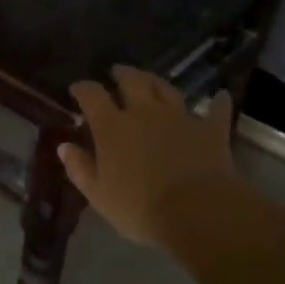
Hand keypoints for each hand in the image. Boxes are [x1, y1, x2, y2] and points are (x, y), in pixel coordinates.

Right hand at [58, 67, 238, 246]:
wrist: (198, 211)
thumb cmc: (141, 207)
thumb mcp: (99, 195)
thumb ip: (80, 168)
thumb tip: (64, 147)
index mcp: (112, 127)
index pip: (92, 96)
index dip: (83, 88)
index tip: (77, 88)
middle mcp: (144, 112)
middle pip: (132, 82)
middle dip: (121, 74)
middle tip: (116, 71)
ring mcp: (180, 117)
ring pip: (166, 89)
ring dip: (156, 81)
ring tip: (150, 79)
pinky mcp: (210, 130)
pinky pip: (216, 110)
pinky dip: (217, 102)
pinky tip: (220, 96)